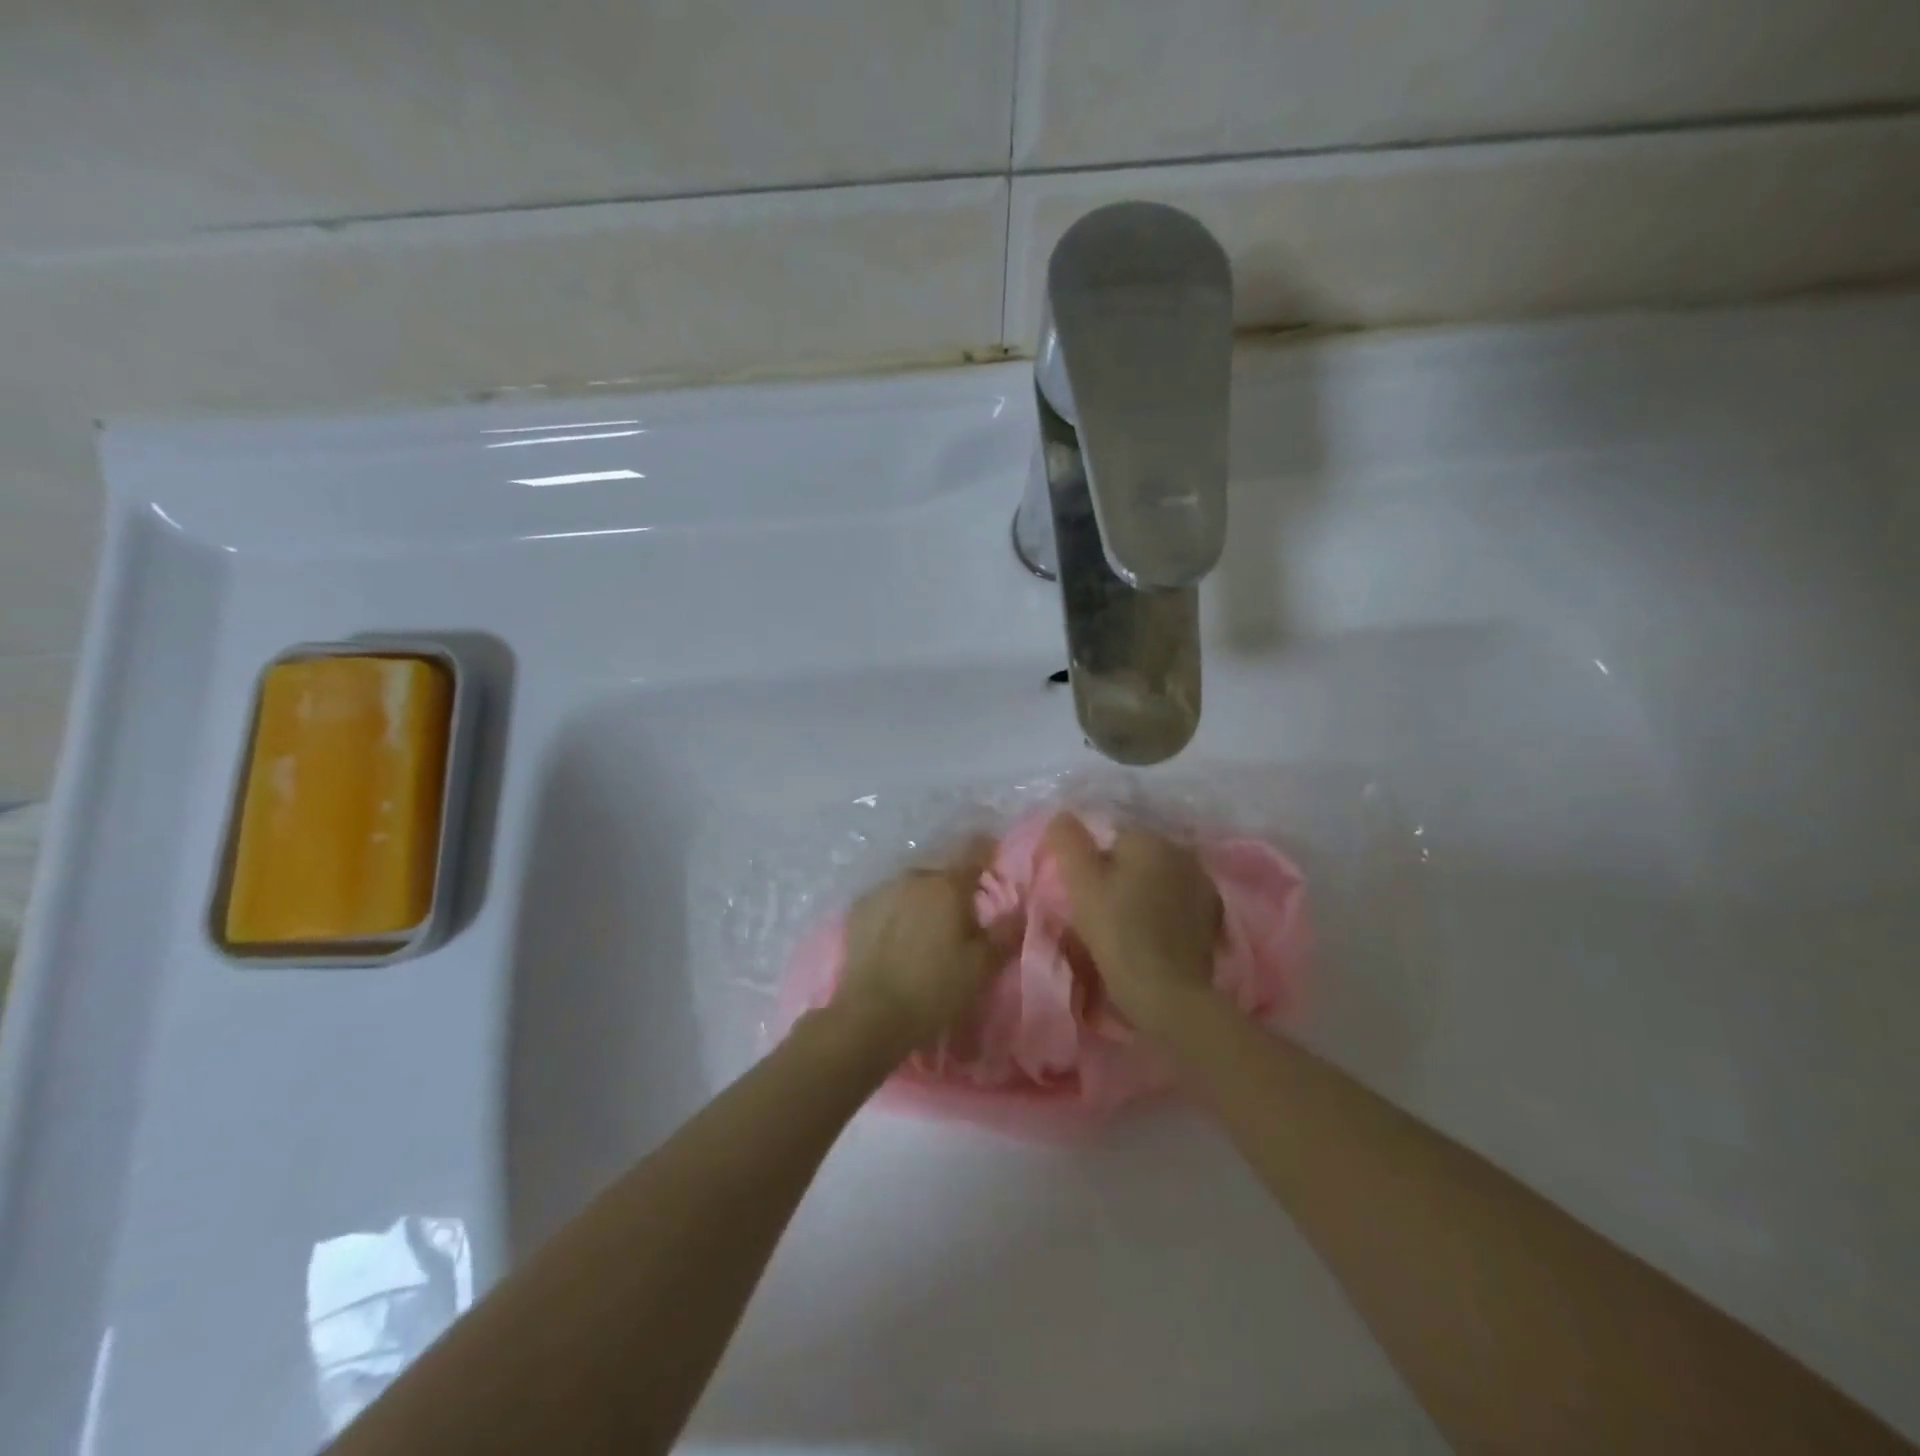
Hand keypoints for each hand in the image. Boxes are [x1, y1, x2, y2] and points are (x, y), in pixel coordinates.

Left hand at [834, 837, 1007, 1060]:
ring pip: (913, 884)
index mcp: (948, 885)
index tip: (994, 861)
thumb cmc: (935, 989)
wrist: (871, 1015)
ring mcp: (882, 890)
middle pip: (942, 870)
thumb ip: (1005, 933)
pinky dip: (898, 910)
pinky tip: (898, 935)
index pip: (973, 849)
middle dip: (954, 885)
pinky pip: (888, 900)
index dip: (987, 850)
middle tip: (963, 913)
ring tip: (929, 927)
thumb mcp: (981, 967)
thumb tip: (1021, 908)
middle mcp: (914, 877)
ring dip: (924, 897)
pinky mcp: (859, 909)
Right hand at [1042, 814, 1221, 1034]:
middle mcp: (1181, 852)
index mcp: (1149, 839)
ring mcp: (1202, 883)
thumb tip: (1062, 815)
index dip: (1094, 865)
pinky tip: (1153, 934)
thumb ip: (1068, 842)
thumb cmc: (1116, 932)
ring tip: (1128, 925)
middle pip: (1139, 855)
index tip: (1088, 895)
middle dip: (1122, 874)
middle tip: (1103, 911)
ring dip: (1146, 891)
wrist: (1165, 991)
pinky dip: (1166, 910)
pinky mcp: (1213, 915)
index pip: (1112, 837)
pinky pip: (1179, 900)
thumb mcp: (1080, 883)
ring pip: (1161, 877)